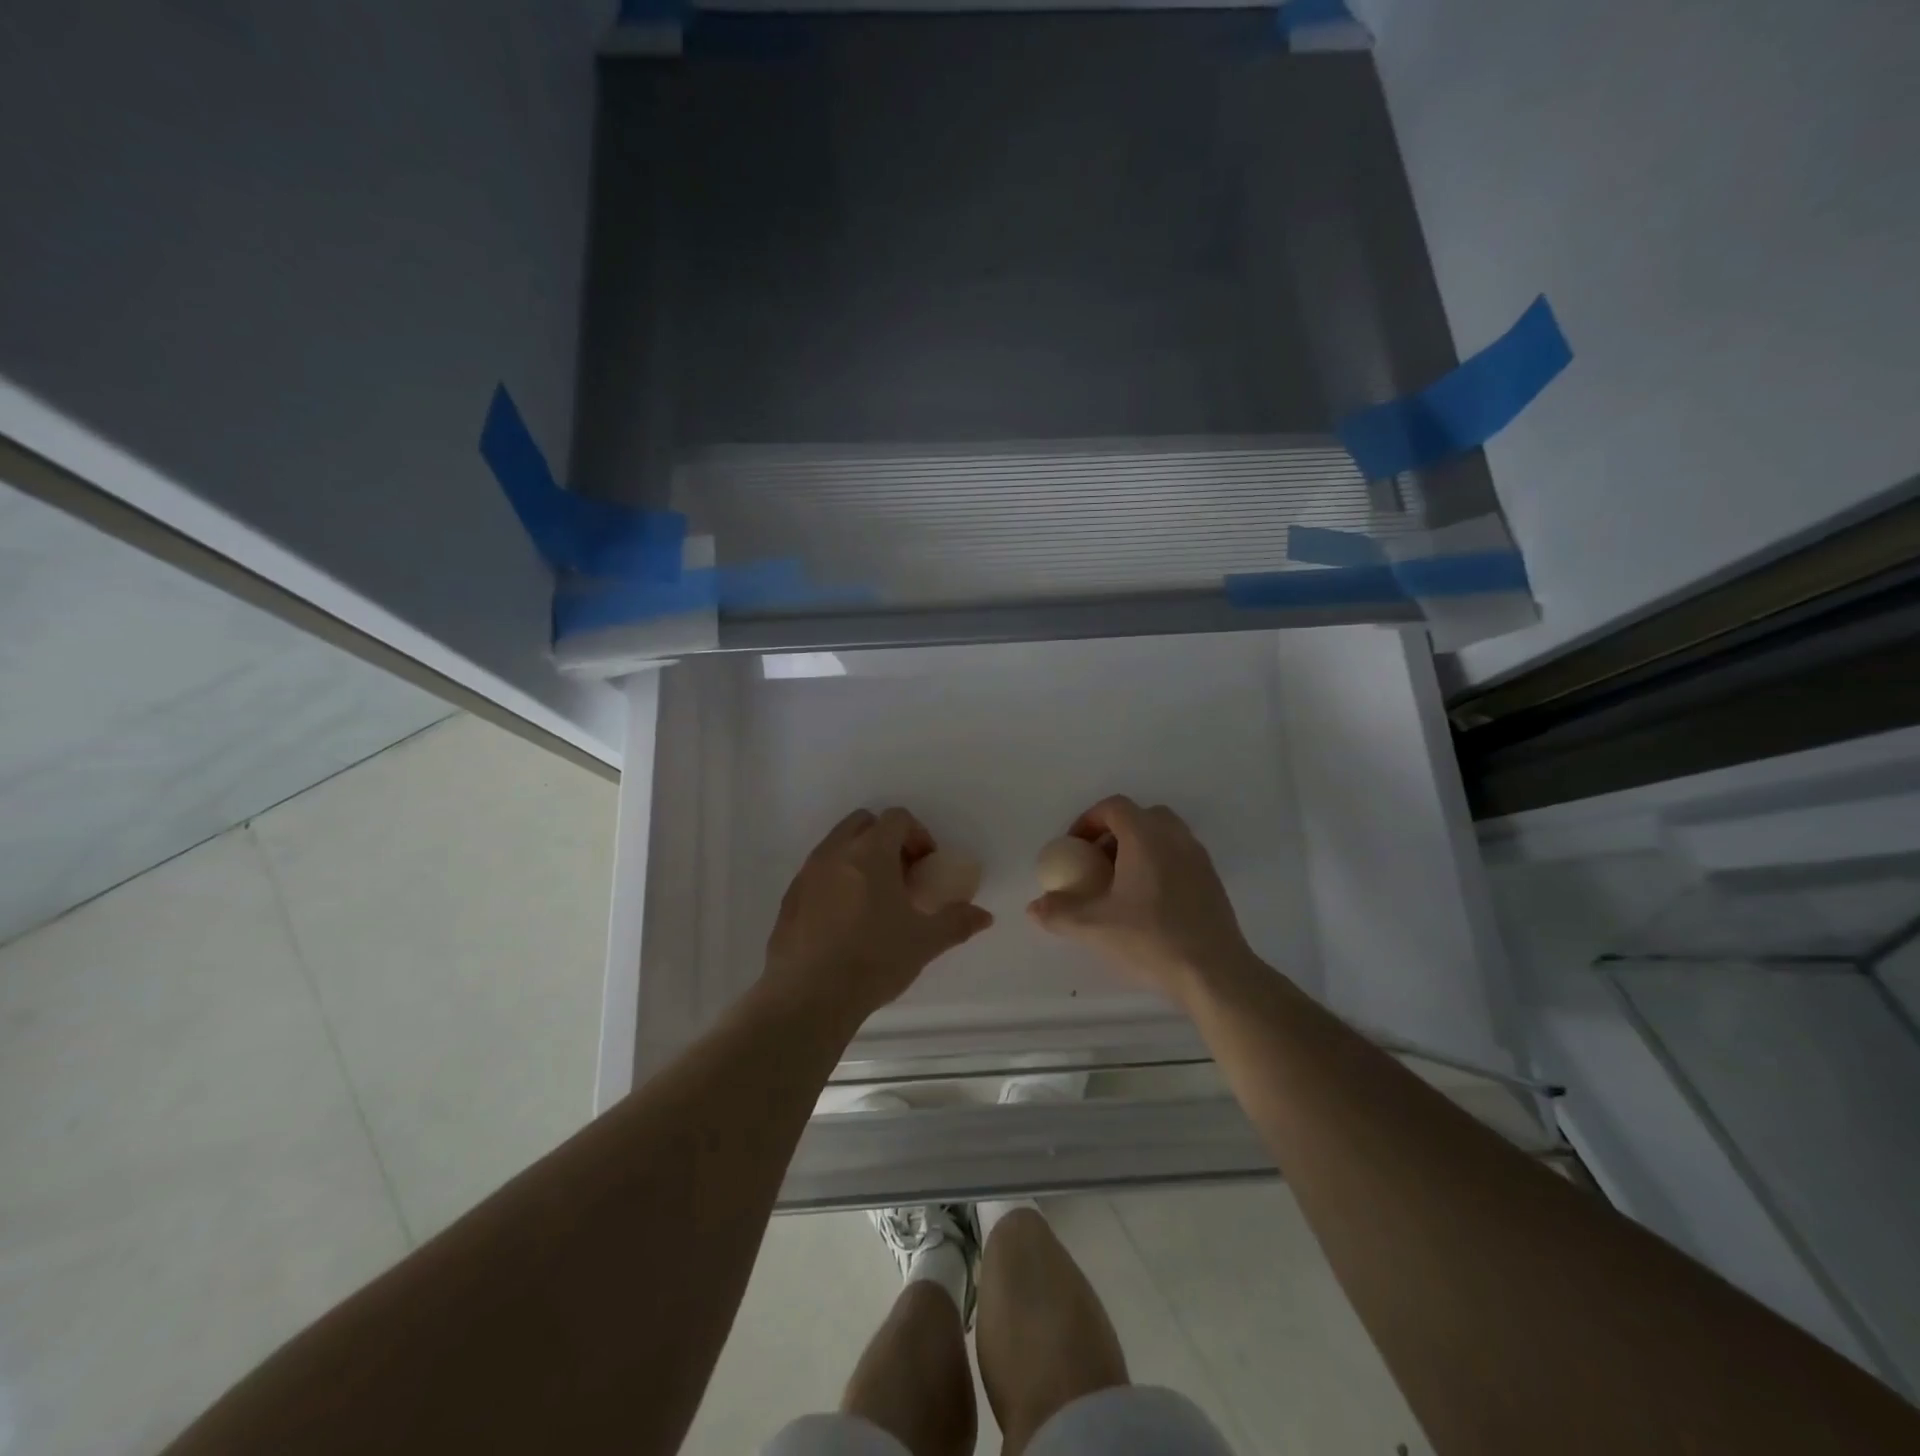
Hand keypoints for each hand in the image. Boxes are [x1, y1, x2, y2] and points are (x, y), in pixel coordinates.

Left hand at [765, 807, 992, 1024]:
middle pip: (863, 822)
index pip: (897, 818)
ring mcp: (807, 874)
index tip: (926, 865)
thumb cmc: (873, 959)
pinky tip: (845, 920)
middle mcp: (835, 852)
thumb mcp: (924, 942)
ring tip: (874, 898)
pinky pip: (817, 873)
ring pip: (836, 845)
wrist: (808, 997)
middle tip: (901, 874)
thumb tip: (984, 916)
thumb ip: (956, 922)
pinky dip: (836, 880)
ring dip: (859, 858)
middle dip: (886, 838)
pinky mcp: (789, 898)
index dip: (918, 835)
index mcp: (870, 853)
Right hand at [1027, 796, 1255, 1006]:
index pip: (1114, 807)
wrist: (1214, 973)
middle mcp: (1175, 838)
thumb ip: (1059, 912)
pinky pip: (1180, 856)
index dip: (1088, 820)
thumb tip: (1033, 907)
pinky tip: (1148, 902)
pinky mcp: (1213, 881)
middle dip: (1114, 832)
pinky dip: (1160, 864)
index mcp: (1146, 837)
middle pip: (1141, 816)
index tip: (1074, 847)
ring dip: (1139, 848)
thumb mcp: (1094, 927)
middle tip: (1096, 862)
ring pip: (1164, 835)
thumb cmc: (1151, 940)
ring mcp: (1199, 858)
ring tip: (1121, 883)